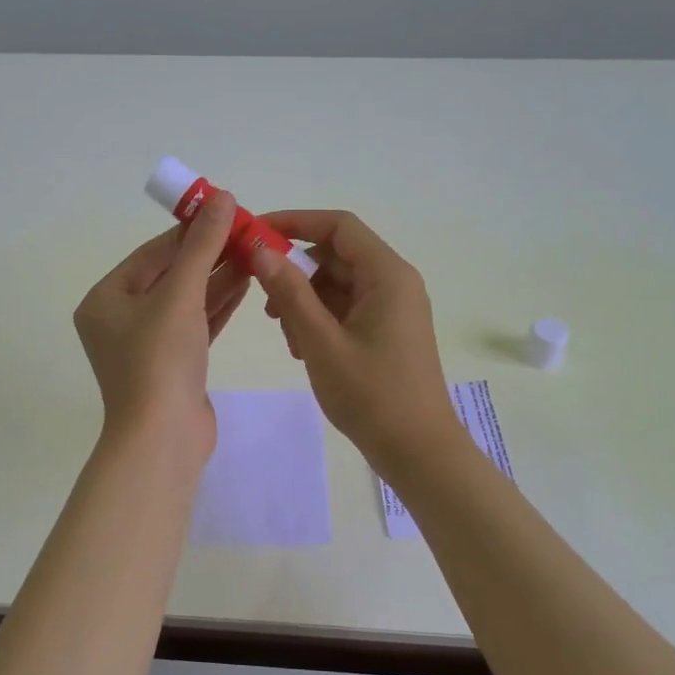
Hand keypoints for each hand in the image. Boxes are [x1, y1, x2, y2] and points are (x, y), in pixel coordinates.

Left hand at [74, 191, 247, 462]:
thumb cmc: (159, 360)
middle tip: (247, 232)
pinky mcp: (174, 365)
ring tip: (255, 253)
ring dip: (219, 278)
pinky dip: (219, 305)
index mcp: (106, 300)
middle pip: (170, 276)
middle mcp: (121, 319)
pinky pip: (196, 324)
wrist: (163, 438)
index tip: (226, 211)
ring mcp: (148, 345)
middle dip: (209, 255)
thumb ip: (202, 246)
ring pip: (187, 301)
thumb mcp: (180, 296)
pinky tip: (247, 284)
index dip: (190, 231)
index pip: (152, 254)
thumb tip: (222, 198)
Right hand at [249, 210, 459, 469]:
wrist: (418, 451)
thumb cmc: (372, 395)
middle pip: (336, 256)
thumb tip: (260, 249)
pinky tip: (303, 349)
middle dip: (296, 271)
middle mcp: (394, 283)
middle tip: (263, 301)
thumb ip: (290, 293)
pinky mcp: (387, 331)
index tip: (256, 234)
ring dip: (305, 301)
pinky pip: (347, 309)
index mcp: (387, 275)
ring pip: (338, 285)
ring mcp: (393, 309)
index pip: (338, 226)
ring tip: (286, 336)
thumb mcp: (321, 342)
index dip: (295, 222)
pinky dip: (320, 320)